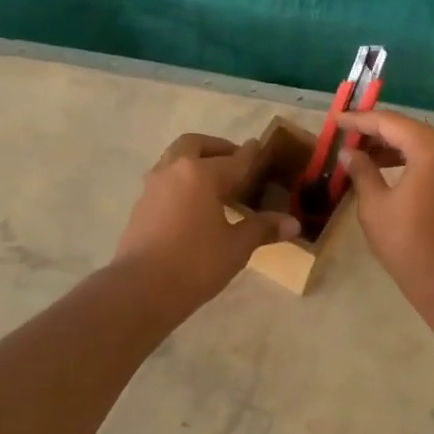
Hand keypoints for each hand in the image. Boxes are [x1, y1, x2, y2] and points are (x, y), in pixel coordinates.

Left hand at [112, 134, 300, 310]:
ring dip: (194, 161)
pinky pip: (165, 180)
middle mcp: (174, 170)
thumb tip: (293, 224)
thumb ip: (262, 229)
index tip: (258, 146)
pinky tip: (192, 203)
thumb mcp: (236, 247)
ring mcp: (153, 187)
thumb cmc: (195, 263)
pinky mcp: (140, 205)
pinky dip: (181, 180)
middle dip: (216, 147)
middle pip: (195, 145)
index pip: (233, 159)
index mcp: (201, 174)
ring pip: (175, 159)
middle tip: (234, 161)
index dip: (250, 154)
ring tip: (213, 181)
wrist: (140, 289)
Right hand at [336, 111, 433, 296]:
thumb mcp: (375, 205)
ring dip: (394, 146)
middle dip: (378, 131)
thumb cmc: (407, 242)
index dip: (361, 120)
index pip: (391, 122)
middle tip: (347, 136)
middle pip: (410, 129)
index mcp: (432, 149)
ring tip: (362, 154)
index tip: (337, 120)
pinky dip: (411, 158)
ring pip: (424, 143)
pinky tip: (387, 168)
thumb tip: (349, 153)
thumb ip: (361, 171)